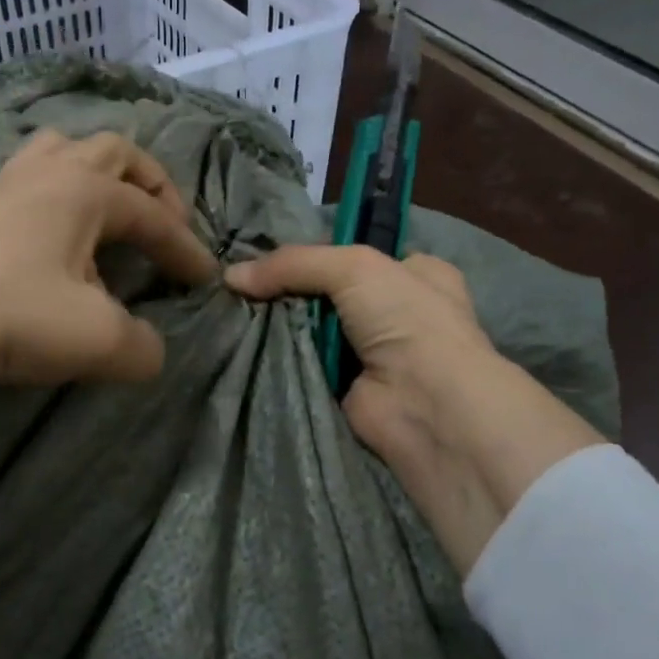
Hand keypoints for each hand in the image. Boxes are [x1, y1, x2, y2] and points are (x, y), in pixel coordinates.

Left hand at [0, 128, 217, 382]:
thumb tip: (150, 350)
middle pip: (114, 152)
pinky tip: (47, 233)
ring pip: (63, 150)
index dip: (185, 248)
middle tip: (163, 221)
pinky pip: (27, 179)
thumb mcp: (94, 339)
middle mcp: (50, 174)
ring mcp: (4, 184)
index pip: (154, 216)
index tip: (204, 279)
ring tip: (106, 210)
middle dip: (150, 184)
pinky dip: (54, 193)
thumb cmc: (8, 310)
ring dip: (97, 173)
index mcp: (88, 192)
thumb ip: (140, 348)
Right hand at [226, 245, 602, 576]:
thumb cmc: (406, 320)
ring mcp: (372, 353)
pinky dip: (281, 358)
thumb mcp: (354, 267)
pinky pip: (304, 364)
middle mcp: (397, 312)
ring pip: (313, 328)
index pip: (357, 254)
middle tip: (244, 285)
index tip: (270, 256)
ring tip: (235, 313)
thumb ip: (293, 264)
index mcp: (415, 274)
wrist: (426, 405)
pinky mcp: (346, 388)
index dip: (317, 253)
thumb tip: (231, 277)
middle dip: (291, 290)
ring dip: (281, 325)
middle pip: (330, 293)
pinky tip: (247, 346)